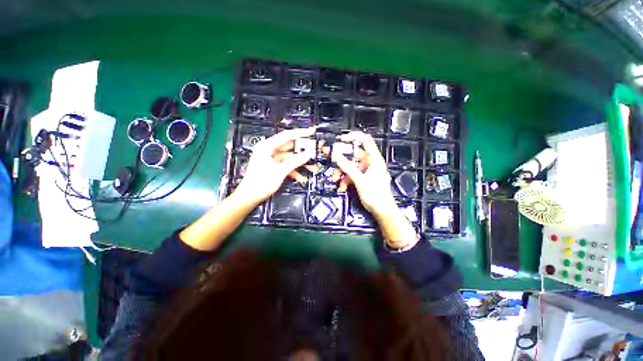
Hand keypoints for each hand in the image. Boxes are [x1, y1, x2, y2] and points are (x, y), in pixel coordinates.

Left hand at [234, 127, 315, 204]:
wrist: (249, 197)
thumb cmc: (261, 182)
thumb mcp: (281, 171)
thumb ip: (295, 161)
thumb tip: (308, 154)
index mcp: (267, 146)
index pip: (286, 136)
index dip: (300, 133)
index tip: (311, 132)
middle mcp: (268, 150)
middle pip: (288, 147)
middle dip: (301, 151)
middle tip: (313, 151)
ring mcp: (270, 159)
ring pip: (288, 157)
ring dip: (299, 162)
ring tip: (311, 166)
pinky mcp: (272, 166)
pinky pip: (285, 165)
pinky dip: (292, 169)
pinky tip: (300, 176)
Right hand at [332, 131, 417, 247]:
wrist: (382, 210)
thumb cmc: (375, 194)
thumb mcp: (359, 180)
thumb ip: (347, 166)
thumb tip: (335, 155)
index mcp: (374, 159)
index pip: (365, 140)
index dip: (353, 137)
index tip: (340, 139)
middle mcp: (370, 162)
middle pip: (354, 155)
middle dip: (342, 159)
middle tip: (331, 159)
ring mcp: (366, 171)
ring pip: (351, 166)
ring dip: (342, 172)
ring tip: (336, 179)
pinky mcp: (363, 178)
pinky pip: (352, 174)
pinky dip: (345, 179)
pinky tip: (341, 186)